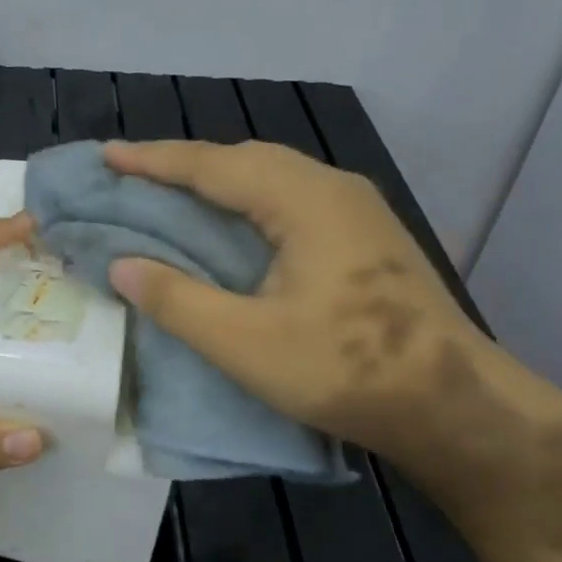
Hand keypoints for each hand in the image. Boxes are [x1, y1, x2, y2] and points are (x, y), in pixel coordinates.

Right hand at [103, 139, 486, 462]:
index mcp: (302, 200)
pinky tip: (231, 222)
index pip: (212, 165)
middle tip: (132, 176)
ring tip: (171, 193)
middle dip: (183, 163)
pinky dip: (245, 198)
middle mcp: (331, 187)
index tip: (106, 156)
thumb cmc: (346, 370)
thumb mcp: (245, 343)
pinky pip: (289, 194)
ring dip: (216, 178)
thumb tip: (120, 265)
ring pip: (270, 173)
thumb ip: (176, 299)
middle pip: (243, 157)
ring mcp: (355, 208)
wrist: (456, 405)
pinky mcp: (365, 233)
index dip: (153, 160)